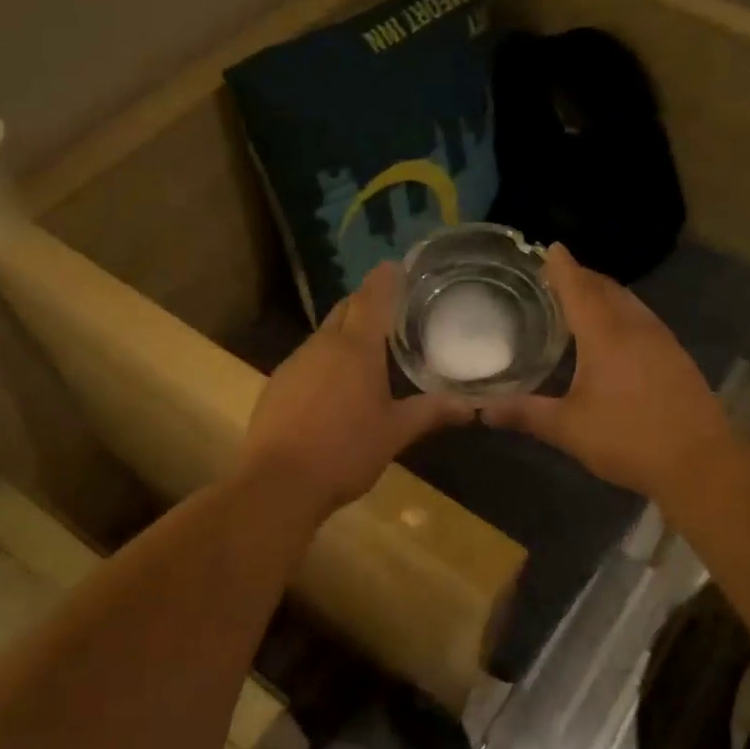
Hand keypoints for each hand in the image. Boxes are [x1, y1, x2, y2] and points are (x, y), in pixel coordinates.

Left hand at [239, 262, 473, 518]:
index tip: (398, 265)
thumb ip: (432, 412)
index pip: (372, 297)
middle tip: (393, 310)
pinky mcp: (277, 384)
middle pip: (346, 309)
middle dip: (367, 303)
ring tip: (371, 349)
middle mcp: (322, 345)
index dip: (386, 278)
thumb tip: (472, 406)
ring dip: (346, 333)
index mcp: (356, 348)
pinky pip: (308, 359)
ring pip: (325, 335)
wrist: (278, 483)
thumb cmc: (346, 451)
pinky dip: (327, 360)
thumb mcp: (396, 432)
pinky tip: (337, 385)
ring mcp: (295, 363)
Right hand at [483, 244, 737, 501]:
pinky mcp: (676, 358)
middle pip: (606, 289)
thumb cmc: (628, 439)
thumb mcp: (568, 429)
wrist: (700, 462)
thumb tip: (480, 410)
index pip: (579, 287)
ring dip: (604, 294)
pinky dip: (621, 314)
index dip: (562, 267)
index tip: (549, 247)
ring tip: (581, 300)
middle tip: (557, 276)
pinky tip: (614, 336)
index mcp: (606, 334)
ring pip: (629, 303)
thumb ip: (524, 414)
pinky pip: (643, 320)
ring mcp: (662, 340)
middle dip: (582, 277)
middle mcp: (636, 327)